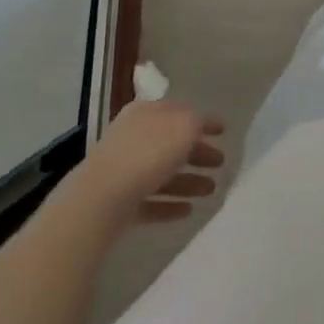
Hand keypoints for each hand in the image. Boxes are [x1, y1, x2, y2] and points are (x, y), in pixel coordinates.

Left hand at [75, 101, 225, 225]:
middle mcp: (133, 137)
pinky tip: (188, 211)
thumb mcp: (183, 126)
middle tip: (220, 163)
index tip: (223, 131)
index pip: (179, 111)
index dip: (203, 120)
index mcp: (146, 113)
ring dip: (188, 181)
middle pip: (171, 143)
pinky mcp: (118, 202)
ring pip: (163, 173)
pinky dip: (169, 204)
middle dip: (197, 153)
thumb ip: (197, 121)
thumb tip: (201, 124)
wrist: (100, 199)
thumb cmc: (147, 153)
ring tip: (211, 191)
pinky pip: (150, 200)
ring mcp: (124, 170)